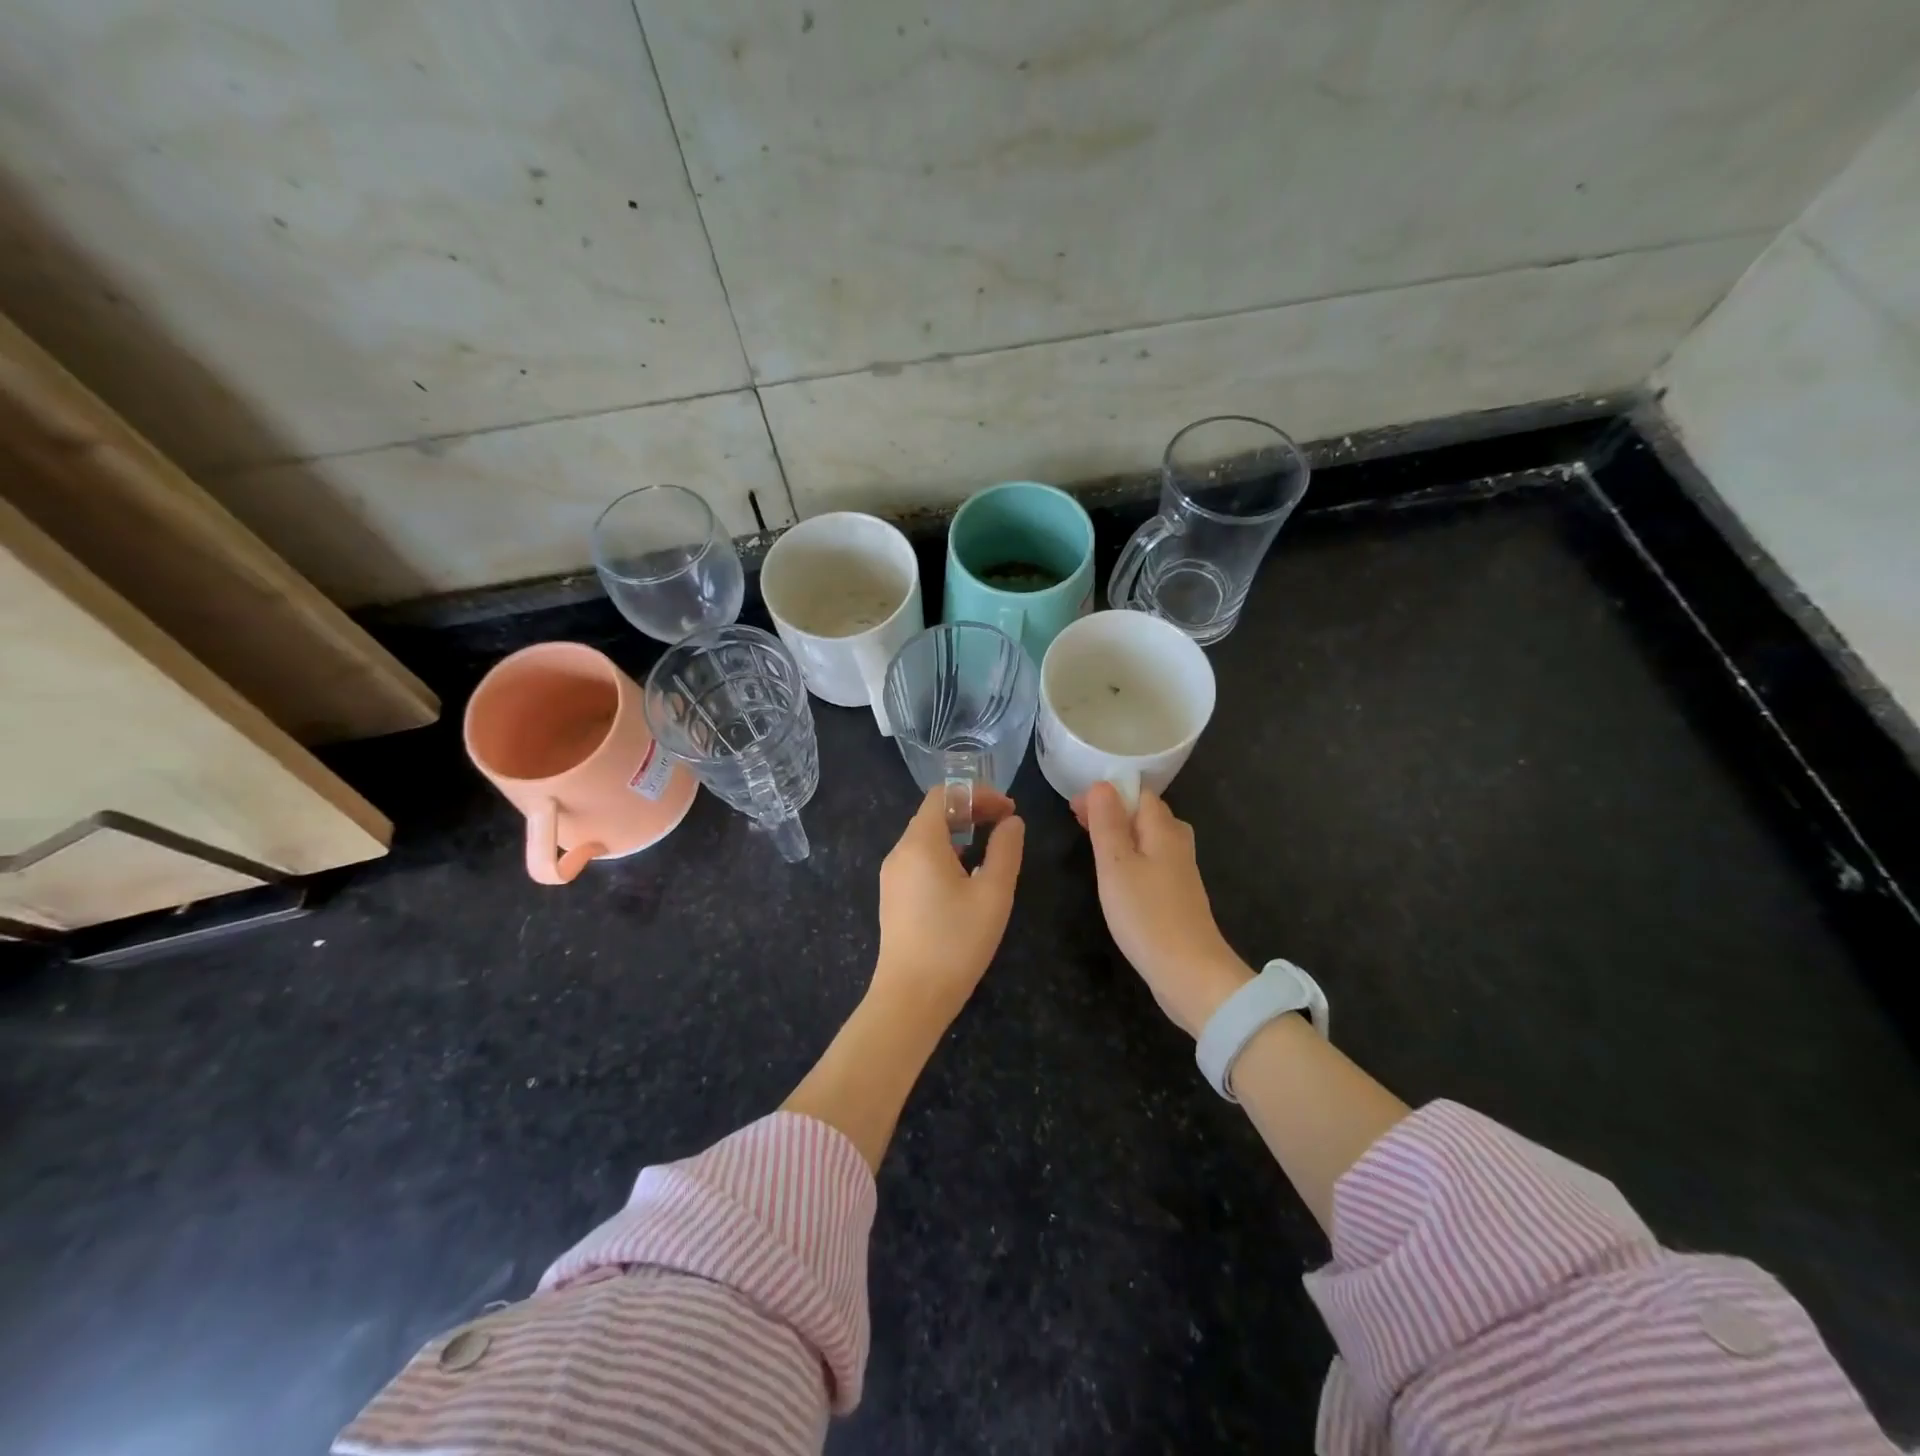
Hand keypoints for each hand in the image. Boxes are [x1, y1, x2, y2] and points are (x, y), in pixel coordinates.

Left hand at [872, 785, 1024, 1022]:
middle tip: (1005, 824)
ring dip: (960, 833)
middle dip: (971, 811)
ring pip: (926, 838)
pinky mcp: (893, 897)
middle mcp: (900, 852)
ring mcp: (892, 876)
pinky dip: (945, 854)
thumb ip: (1006, 850)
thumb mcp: (993, 893)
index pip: (943, 795)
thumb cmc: (956, 942)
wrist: (911, 997)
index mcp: (920, 843)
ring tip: (991, 849)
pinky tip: (967, 877)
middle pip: (934, 814)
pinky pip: (919, 860)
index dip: (977, 794)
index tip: (1008, 810)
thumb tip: (1011, 822)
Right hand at [1073, 782, 1252, 1037]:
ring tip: (1092, 842)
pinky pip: (1152, 859)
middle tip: (1077, 821)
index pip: (1138, 792)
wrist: (1190, 973)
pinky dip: (1130, 855)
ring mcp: (1181, 870)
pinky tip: (1116, 873)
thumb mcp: (1116, 865)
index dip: (1107, 792)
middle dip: (1112, 810)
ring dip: (1120, 833)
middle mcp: (1177, 842)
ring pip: (1149, 836)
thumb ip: (1108, 823)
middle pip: (1146, 812)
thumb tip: (1102, 784)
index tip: (1075, 806)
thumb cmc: (1147, 915)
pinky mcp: (1178, 894)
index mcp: (1163, 829)